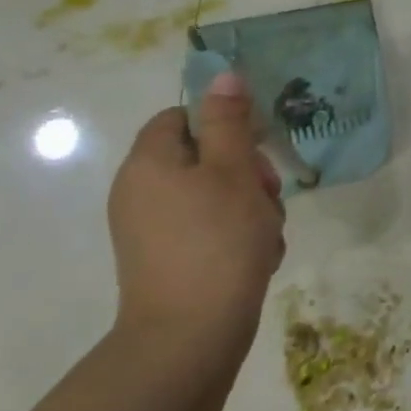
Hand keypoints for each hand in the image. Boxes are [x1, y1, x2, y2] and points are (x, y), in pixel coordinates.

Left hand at [107, 71, 286, 345]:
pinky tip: (257, 258)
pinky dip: (237, 237)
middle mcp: (141, 192)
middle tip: (269, 196)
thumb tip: (223, 73)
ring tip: (267, 235)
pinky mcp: (169, 261)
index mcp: (149, 163)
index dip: (224, 125)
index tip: (257, 148)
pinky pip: (209, 230)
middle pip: (204, 158)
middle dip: (247, 173)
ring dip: (251, 208)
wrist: (190, 337)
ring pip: (215, 197)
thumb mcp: (232, 171)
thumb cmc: (217, 242)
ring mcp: (152, 231)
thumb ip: (229, 121)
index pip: (183, 118)